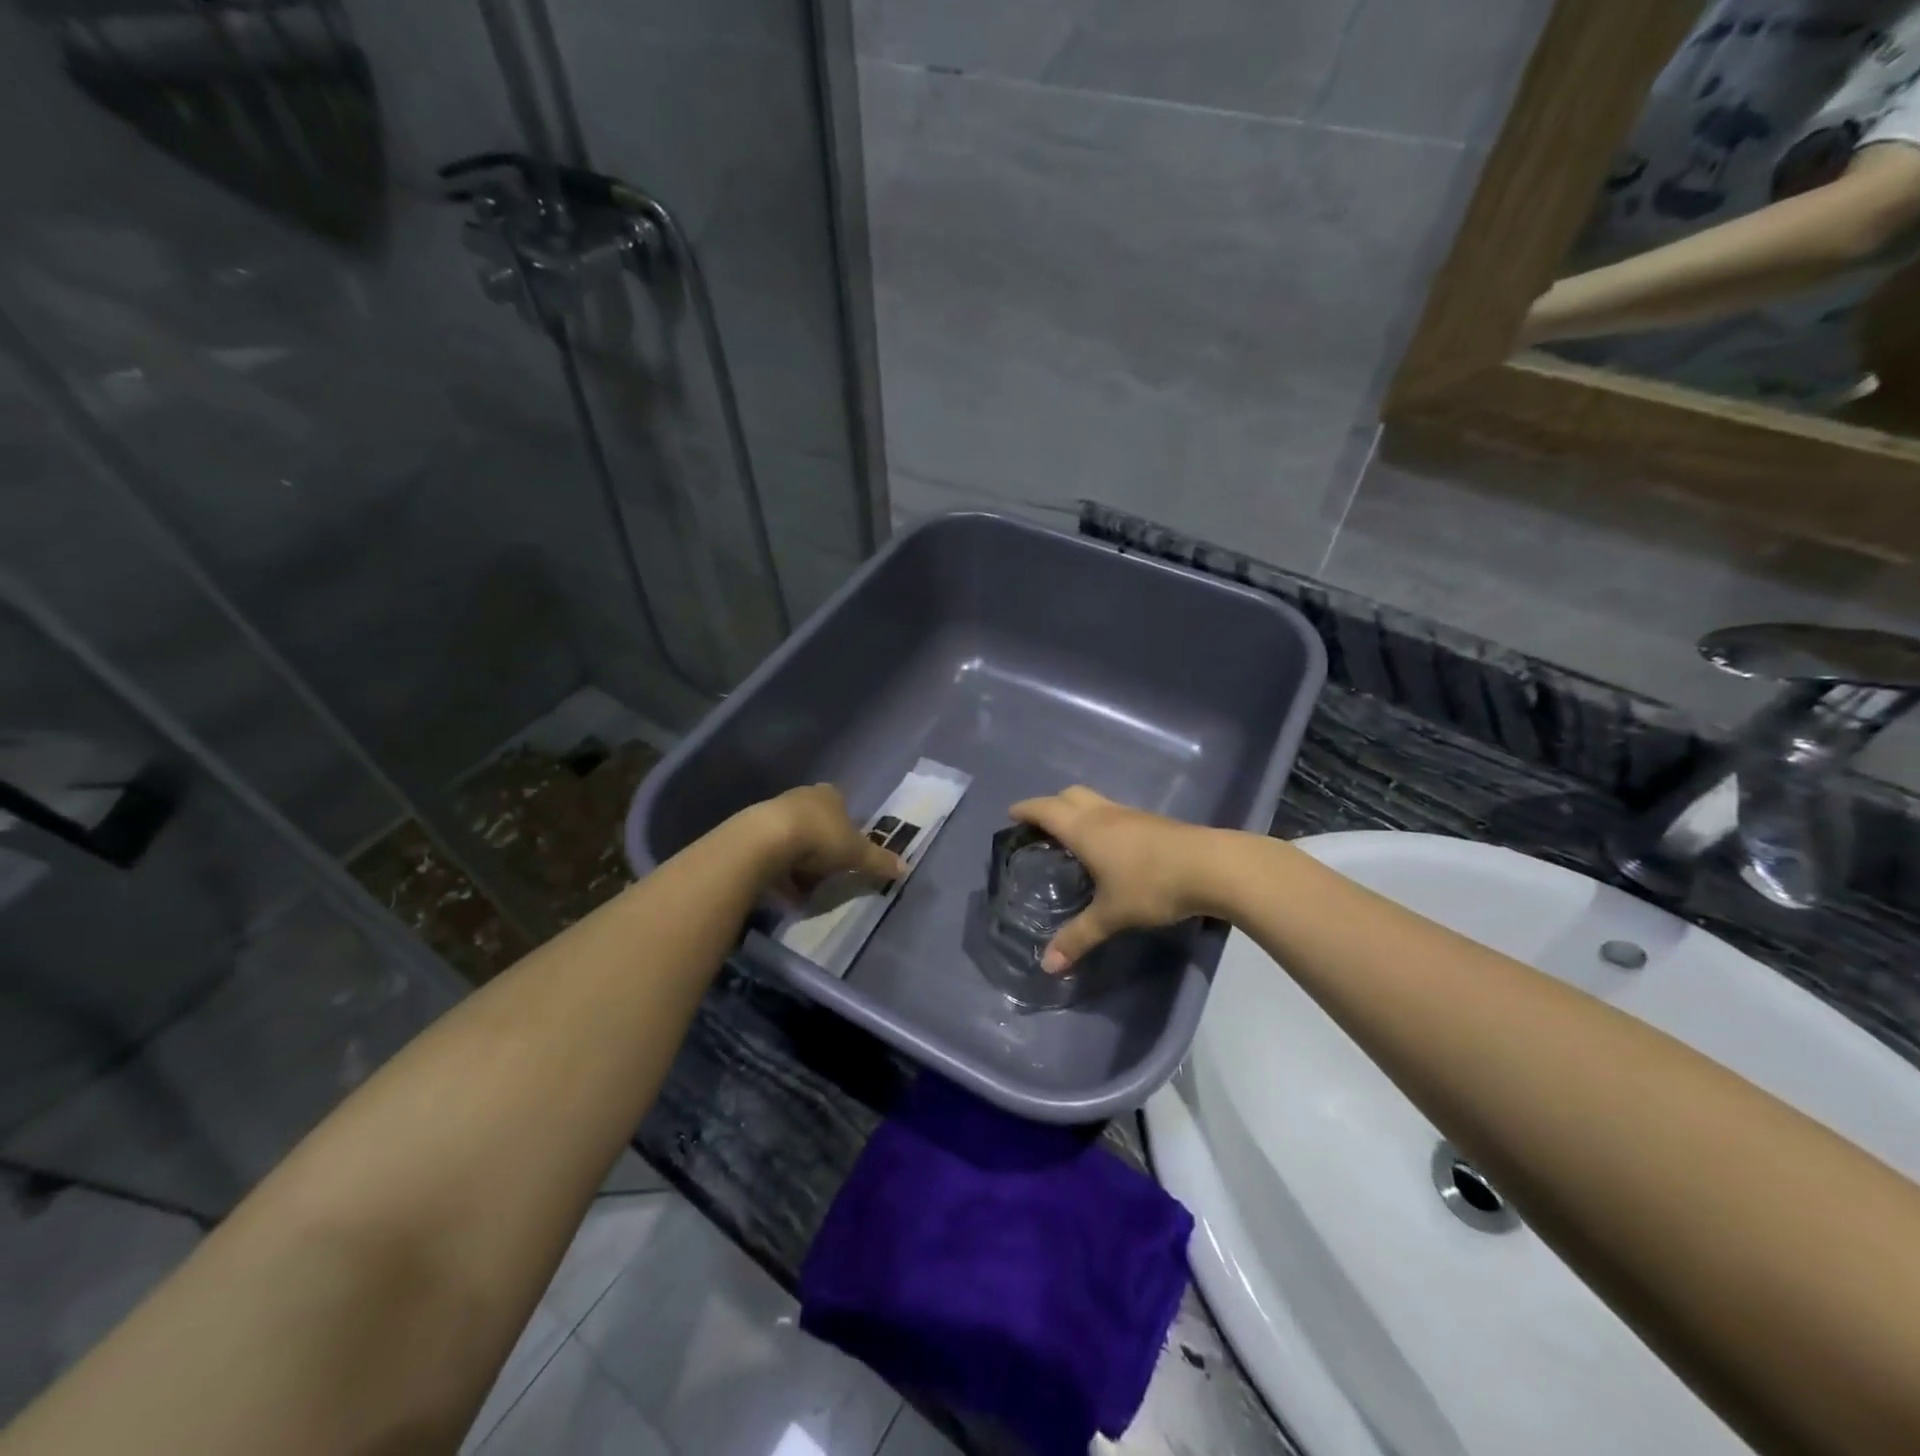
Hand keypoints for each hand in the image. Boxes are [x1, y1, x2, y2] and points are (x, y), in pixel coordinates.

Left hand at [752, 784, 902, 898]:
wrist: (766, 840)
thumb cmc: (820, 838)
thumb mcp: (857, 853)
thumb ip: (879, 860)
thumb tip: (905, 867)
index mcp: (830, 794)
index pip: (841, 805)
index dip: (846, 828)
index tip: (847, 851)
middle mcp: (802, 796)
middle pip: (816, 821)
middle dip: (821, 847)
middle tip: (827, 872)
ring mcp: (774, 810)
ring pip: (793, 837)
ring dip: (798, 861)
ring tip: (802, 888)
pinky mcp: (752, 829)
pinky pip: (771, 851)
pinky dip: (778, 870)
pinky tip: (781, 890)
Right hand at [1008, 786, 1220, 971]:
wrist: (1213, 866)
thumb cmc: (1152, 885)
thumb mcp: (1112, 915)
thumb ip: (1078, 937)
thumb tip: (1047, 965)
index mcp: (1086, 830)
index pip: (1047, 810)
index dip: (1027, 809)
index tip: (1012, 814)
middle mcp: (1105, 815)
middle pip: (1070, 795)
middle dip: (1051, 805)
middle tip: (1040, 826)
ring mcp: (1131, 815)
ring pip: (1095, 802)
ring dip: (1078, 811)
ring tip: (1072, 838)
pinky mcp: (1153, 822)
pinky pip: (1115, 813)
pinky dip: (1101, 821)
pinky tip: (1110, 848)